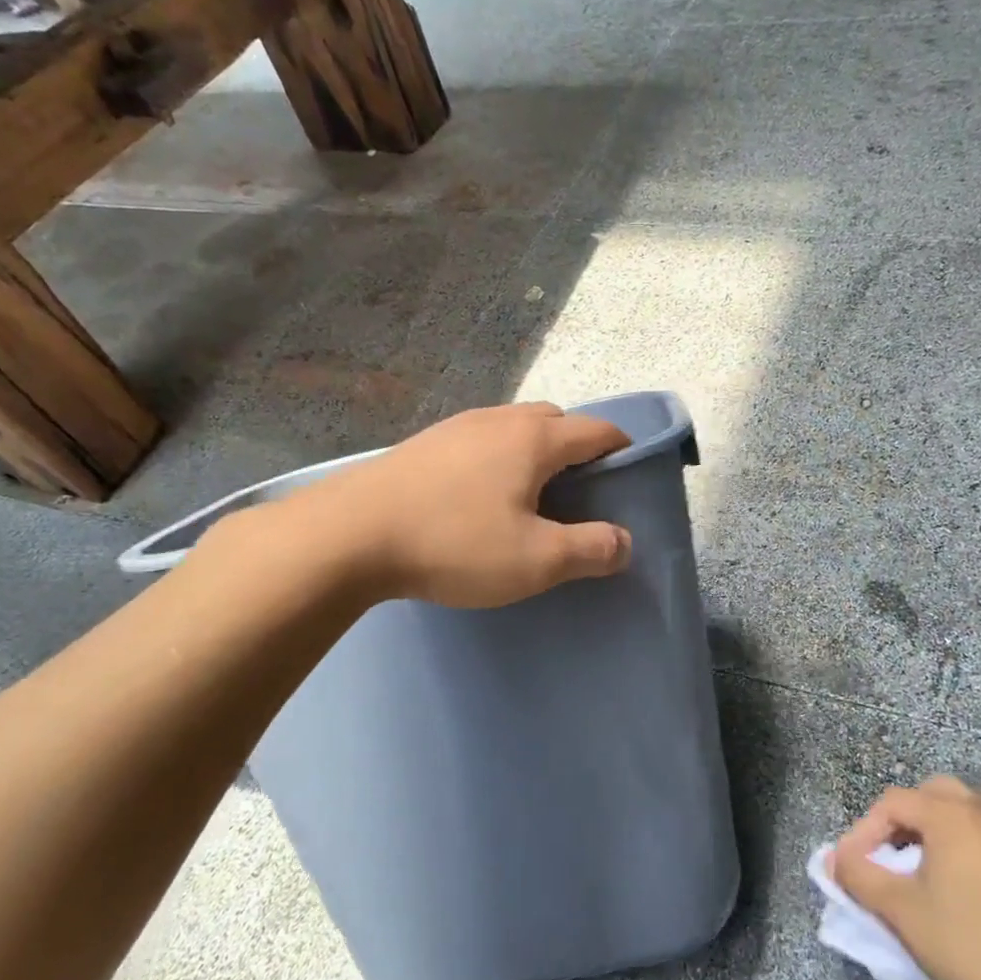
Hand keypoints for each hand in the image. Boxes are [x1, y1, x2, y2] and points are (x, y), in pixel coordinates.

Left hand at [291, 402, 633, 607]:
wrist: (348, 535)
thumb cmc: (454, 543)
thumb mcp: (535, 560)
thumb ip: (590, 549)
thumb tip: (625, 542)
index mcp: (534, 439)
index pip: (597, 429)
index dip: (623, 447)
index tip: (631, 473)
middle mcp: (499, 420)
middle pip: (556, 420)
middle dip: (579, 447)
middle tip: (581, 491)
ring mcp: (456, 427)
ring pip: (514, 428)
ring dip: (535, 451)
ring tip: (531, 494)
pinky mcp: (424, 444)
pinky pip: (480, 440)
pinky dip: (499, 458)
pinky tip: (480, 496)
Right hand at [832, 777, 980, 979]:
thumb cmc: (967, 945)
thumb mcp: (900, 910)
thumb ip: (860, 876)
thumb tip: (836, 860)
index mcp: (954, 815)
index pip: (893, 802)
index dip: (863, 831)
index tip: (850, 868)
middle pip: (930, 795)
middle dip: (900, 821)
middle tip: (884, 856)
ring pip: (962, 813)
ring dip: (932, 832)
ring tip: (915, 871)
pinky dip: (961, 847)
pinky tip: (954, 888)